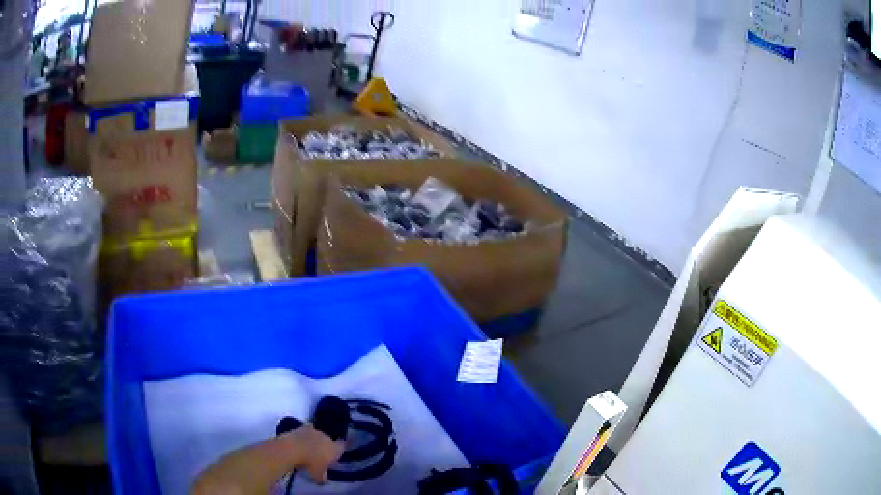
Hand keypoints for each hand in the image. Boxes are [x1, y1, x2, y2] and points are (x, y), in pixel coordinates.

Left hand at [285, 424, 344, 483]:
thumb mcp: (317, 476)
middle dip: (326, 446)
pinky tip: (300, 443)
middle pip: (330, 440)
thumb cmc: (310, 464)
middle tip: (320, 454)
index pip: (343, 446)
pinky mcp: (303, 427)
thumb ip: (322, 478)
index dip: (340, 449)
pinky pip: (307, 432)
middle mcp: (328, 438)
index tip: (337, 452)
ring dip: (315, 440)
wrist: (293, 448)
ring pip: (318, 435)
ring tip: (308, 448)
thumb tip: (322, 481)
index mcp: (335, 449)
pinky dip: (304, 437)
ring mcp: (315, 430)